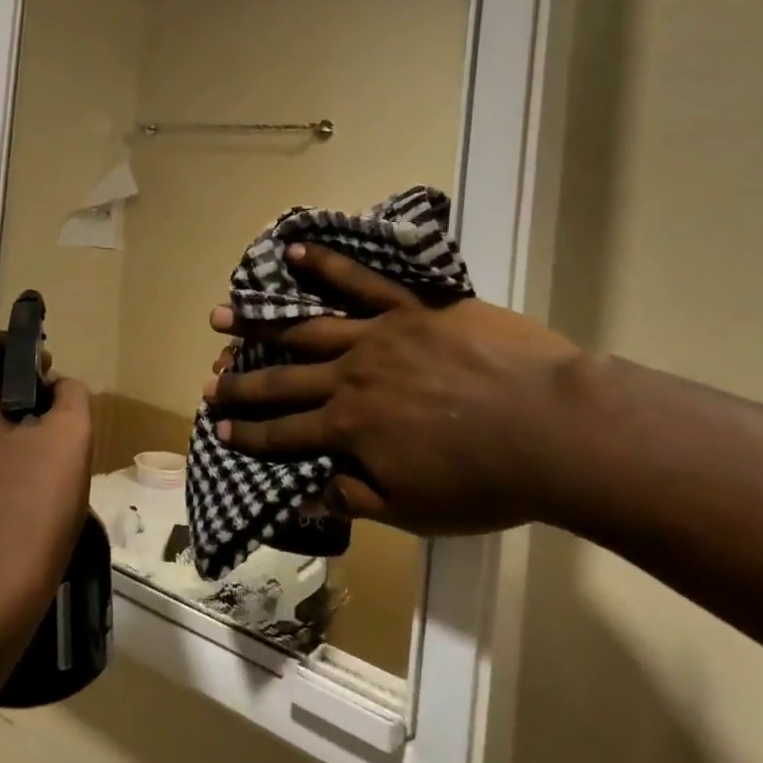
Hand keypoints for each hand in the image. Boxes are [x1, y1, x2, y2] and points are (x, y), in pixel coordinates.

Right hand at [205, 245, 586, 535]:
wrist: (554, 429)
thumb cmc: (487, 482)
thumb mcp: (415, 510)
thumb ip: (354, 497)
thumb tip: (301, 495)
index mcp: (349, 428)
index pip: (284, 434)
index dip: (248, 434)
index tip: (218, 428)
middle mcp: (349, 377)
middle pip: (283, 380)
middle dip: (242, 383)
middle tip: (209, 382)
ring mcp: (377, 336)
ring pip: (306, 327)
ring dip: (260, 323)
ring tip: (222, 317)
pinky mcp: (410, 307)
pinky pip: (361, 281)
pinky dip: (324, 265)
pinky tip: (292, 252)